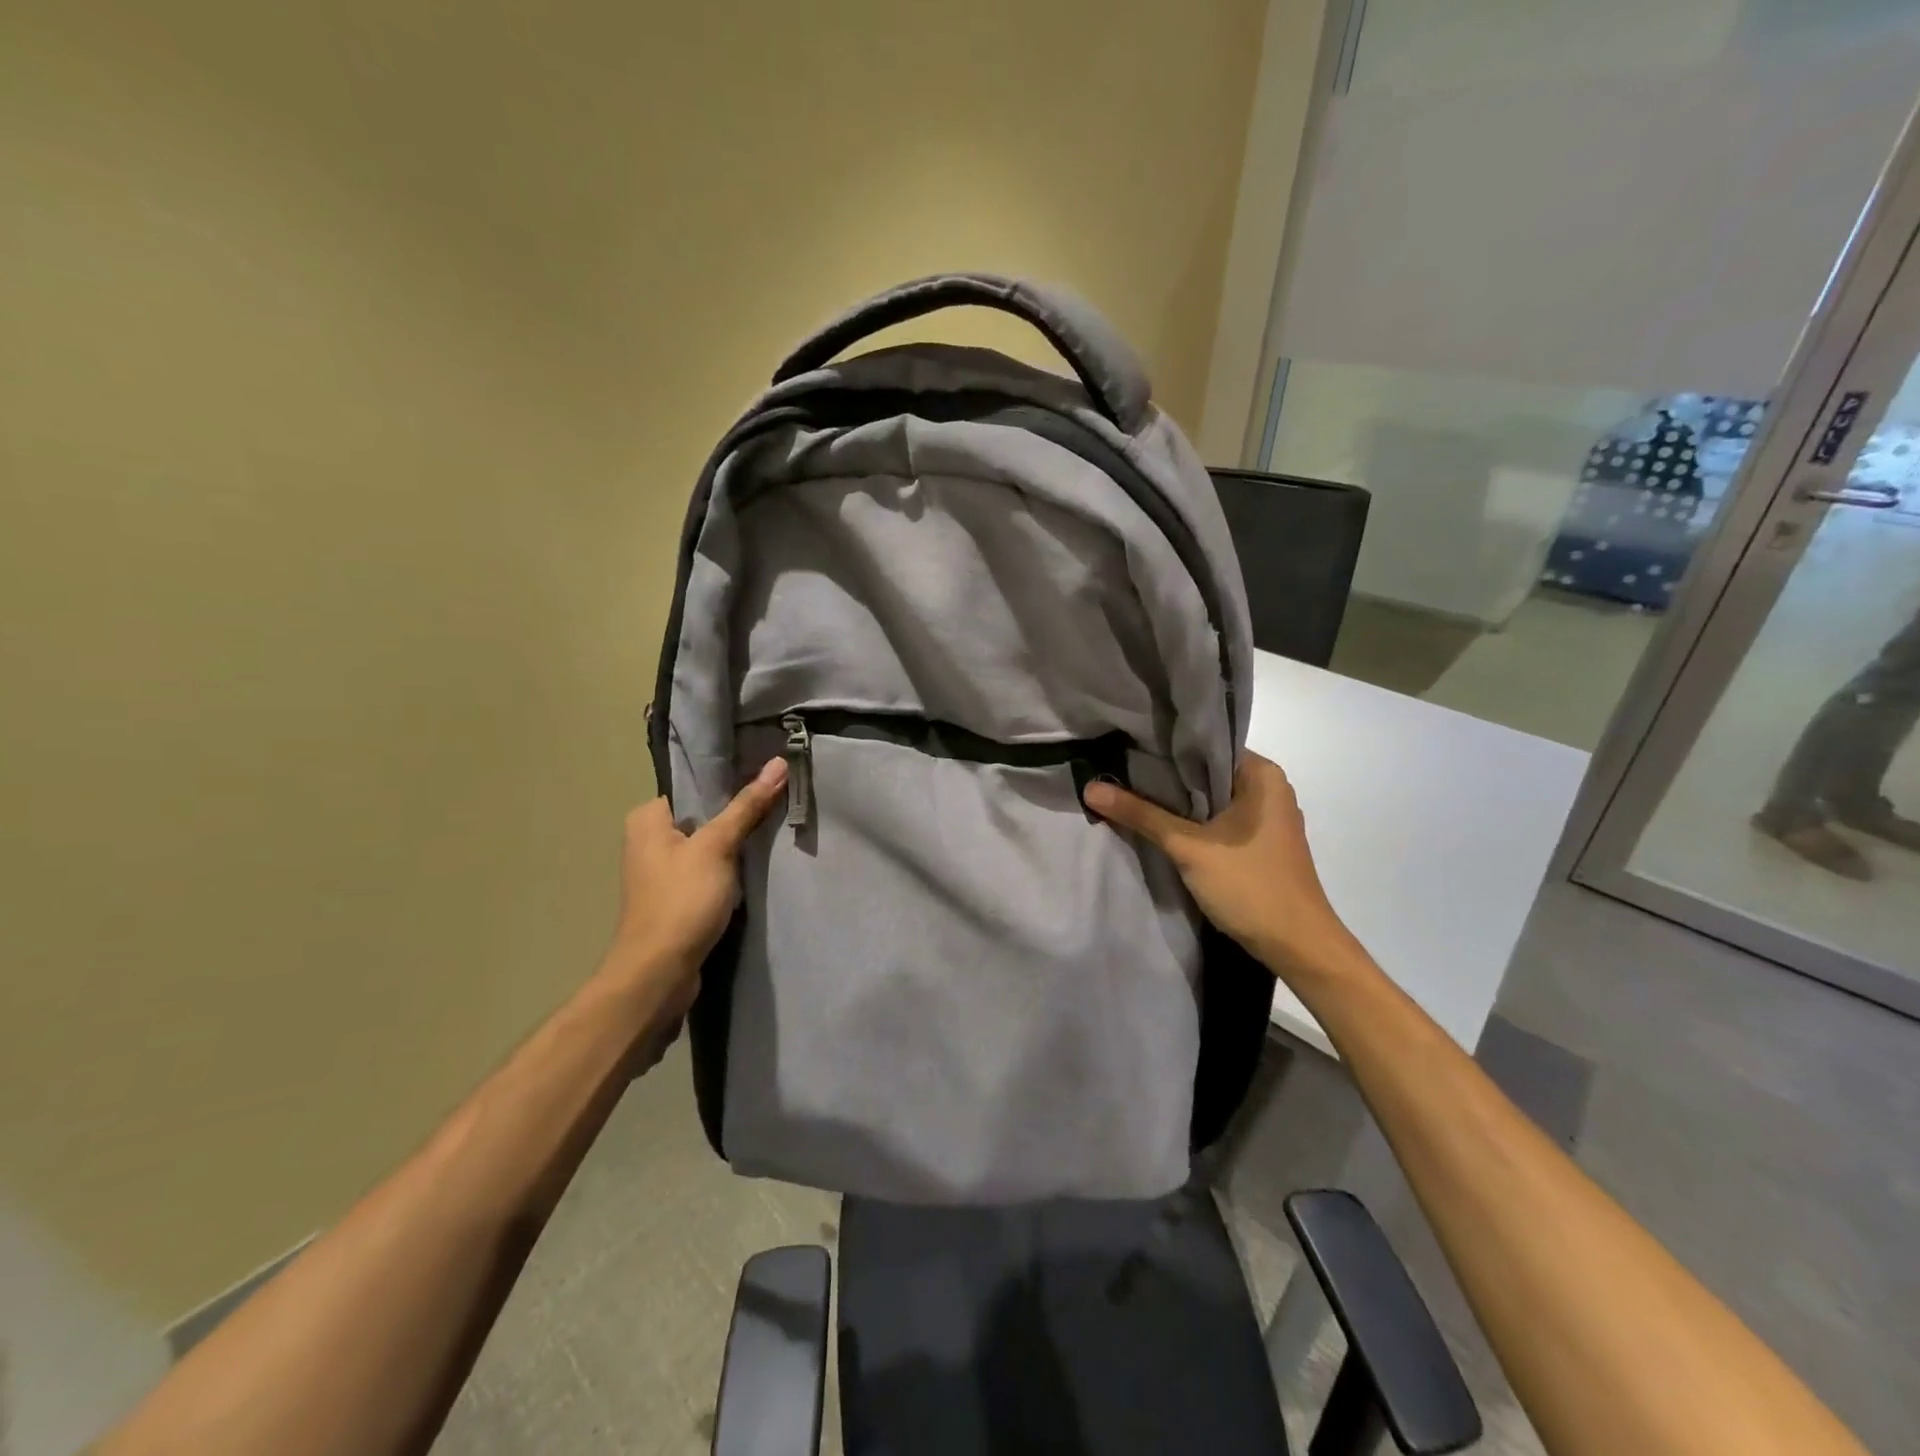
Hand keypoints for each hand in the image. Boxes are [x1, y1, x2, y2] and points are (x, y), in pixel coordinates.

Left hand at [599, 757, 788, 1016]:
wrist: (659, 973)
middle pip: (703, 815)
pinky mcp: (676, 898)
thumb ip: (747, 806)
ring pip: (708, 845)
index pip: (694, 786)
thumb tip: (778, 763)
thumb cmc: (681, 900)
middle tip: (779, 802)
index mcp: (648, 819)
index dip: (731, 781)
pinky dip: (729, 869)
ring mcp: (662, 872)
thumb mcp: (717, 846)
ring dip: (735, 843)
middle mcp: (648, 840)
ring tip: (774, 830)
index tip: (768, 777)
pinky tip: (754, 867)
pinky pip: (708, 871)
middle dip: (737, 813)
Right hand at [1083, 752, 1359, 982]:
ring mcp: (1267, 818)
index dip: (1163, 748)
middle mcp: (1269, 788)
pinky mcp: (1261, 844)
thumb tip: (1090, 788)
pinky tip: (1161, 826)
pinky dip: (1193, 822)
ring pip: (1211, 800)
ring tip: (1130, 794)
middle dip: (1165, 777)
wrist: (1299, 947)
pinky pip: (1220, 821)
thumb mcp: (1188, 847)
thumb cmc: (1250, 886)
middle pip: (1206, 773)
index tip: (1125, 748)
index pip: (1205, 745)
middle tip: (1117, 771)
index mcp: (1262, 774)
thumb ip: (1141, 814)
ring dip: (1177, 803)